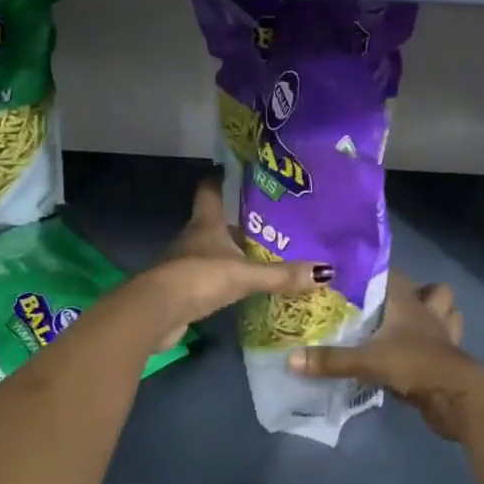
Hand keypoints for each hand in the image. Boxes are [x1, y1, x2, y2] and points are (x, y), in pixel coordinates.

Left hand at [132, 176, 331, 349]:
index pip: (209, 191)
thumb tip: (326, 271)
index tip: (233, 171)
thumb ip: (282, 274)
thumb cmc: (200, 277)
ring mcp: (184, 263)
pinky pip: (207, 277)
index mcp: (206, 223)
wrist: (156, 313)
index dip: (219, 179)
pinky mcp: (181, 289)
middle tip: (266, 220)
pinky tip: (240, 285)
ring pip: (211, 250)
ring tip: (259, 252)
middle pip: (214, 222)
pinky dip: (222, 278)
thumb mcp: (245, 275)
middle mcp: (193, 237)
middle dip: (236, 221)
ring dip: (229, 251)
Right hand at [287, 271, 483, 440]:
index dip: (378, 272)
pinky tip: (417, 356)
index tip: (357, 276)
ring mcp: (443, 336)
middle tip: (387, 306)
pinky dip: (435, 347)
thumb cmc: (414, 364)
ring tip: (409, 326)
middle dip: (417, 293)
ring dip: (435, 316)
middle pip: (431, 290)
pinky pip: (445, 345)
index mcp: (408, 302)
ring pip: (446, 314)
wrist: (457, 397)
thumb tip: (291, 359)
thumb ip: (330, 360)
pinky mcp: (449, 360)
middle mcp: (428, 312)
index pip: (394, 274)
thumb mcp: (367, 361)